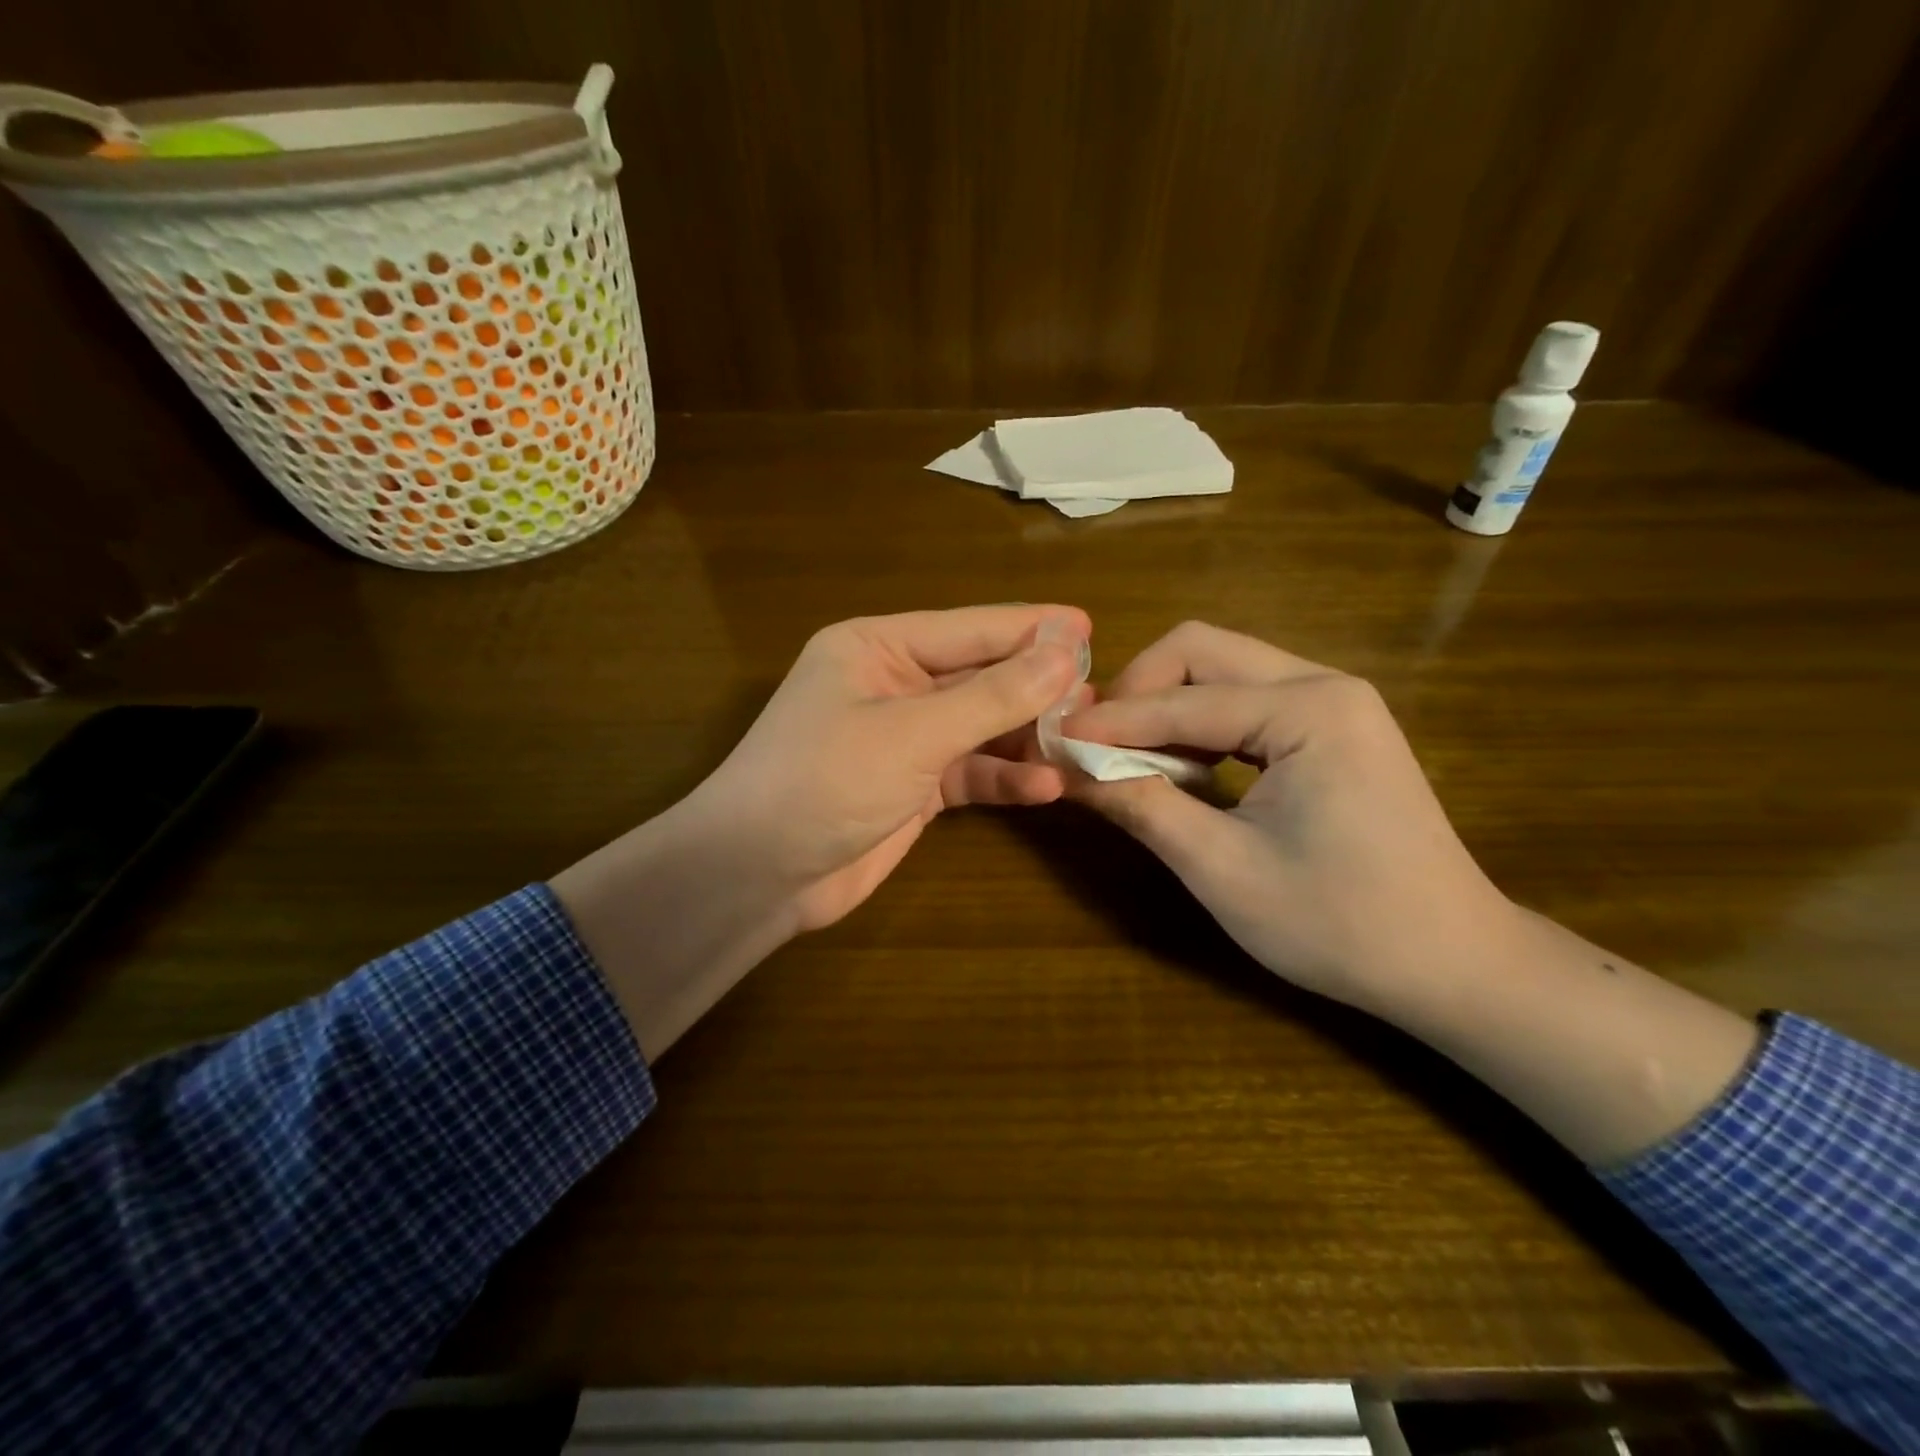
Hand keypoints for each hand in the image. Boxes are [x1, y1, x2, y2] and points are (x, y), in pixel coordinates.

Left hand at [553, 604, 1087, 1056]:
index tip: (1090, 627)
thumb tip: (1066, 649)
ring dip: (1026, 737)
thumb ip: (992, 694)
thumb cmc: (826, 780)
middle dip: (1036, 688)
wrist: (759, 874)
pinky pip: (969, 773)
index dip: (1031, 628)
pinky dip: (1002, 779)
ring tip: (1084, 741)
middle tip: (1098, 697)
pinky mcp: (912, 787)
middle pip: (979, 677)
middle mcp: (892, 684)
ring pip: (979, 727)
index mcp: (877, 646)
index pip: (969, 629)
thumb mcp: (914, 732)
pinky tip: (1047, 788)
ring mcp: (903, 738)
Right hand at [1061, 621, 1518, 1021]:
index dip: (1111, 723)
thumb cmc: (1340, 925)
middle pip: (1201, 651)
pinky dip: (1197, 724)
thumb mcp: (1222, 870)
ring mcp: (1334, 702)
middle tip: (1095, 744)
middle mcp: (1324, 684)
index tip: (1051, 741)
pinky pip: (1244, 701)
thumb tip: (1067, 767)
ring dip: (1164, 706)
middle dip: (1137, 691)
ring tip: (1127, 759)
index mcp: (1309, 709)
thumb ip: (1141, 806)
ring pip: (1220, 670)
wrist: (1454, 965)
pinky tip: (1180, 768)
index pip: (1182, 699)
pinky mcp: (1332, 727)